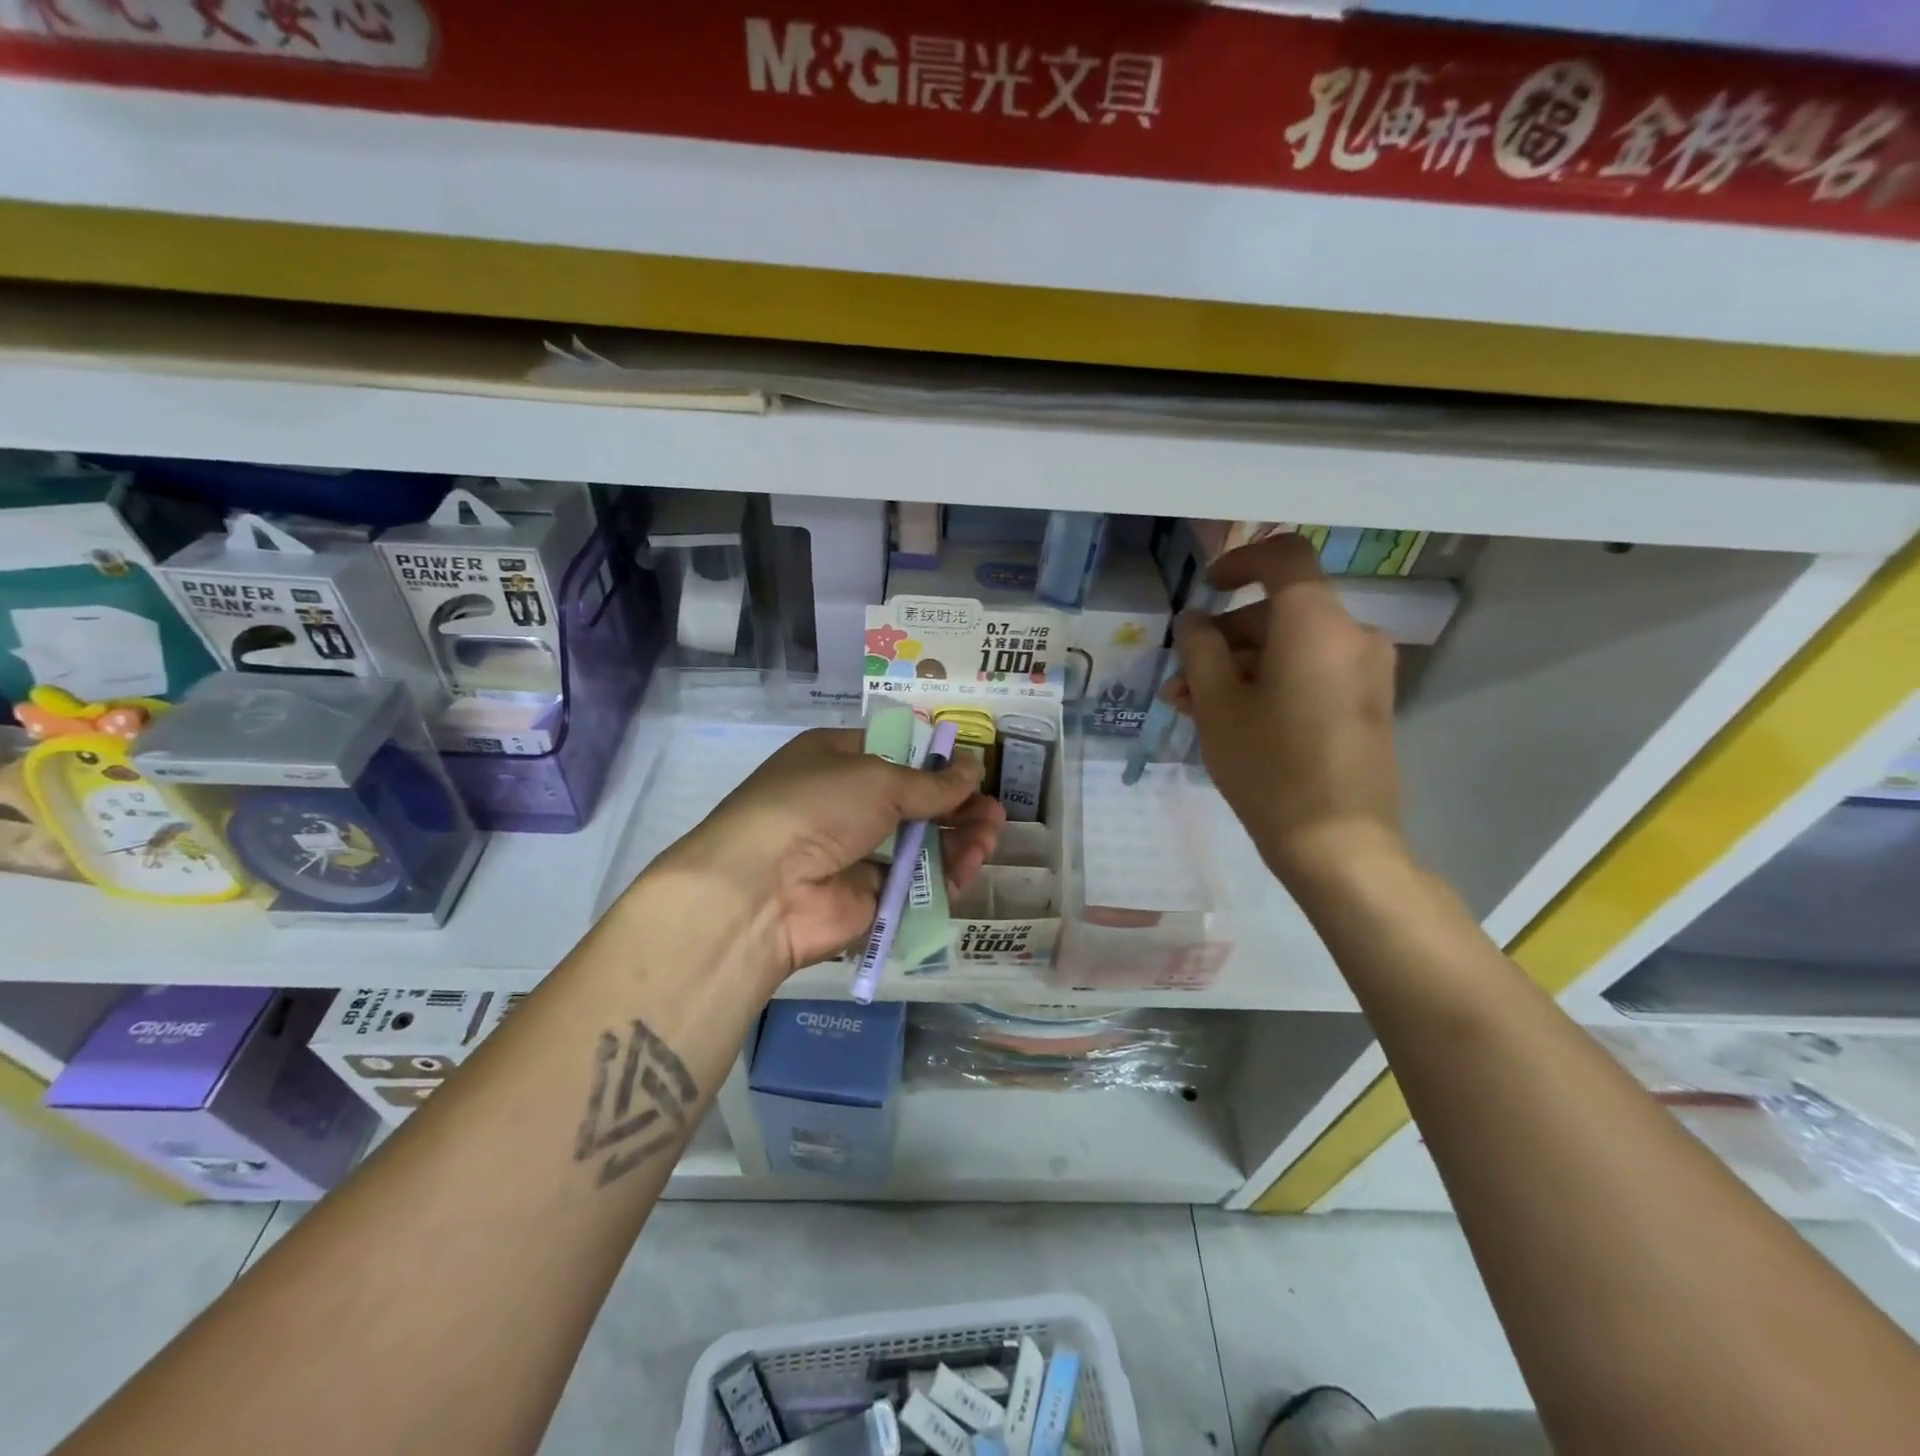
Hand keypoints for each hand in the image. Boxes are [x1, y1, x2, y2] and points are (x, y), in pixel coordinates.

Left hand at [659, 727, 1004, 977]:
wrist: (761, 889)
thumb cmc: (816, 806)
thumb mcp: (878, 779)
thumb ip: (931, 782)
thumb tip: (973, 767)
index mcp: (837, 759)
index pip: (895, 752)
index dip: (934, 761)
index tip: (971, 770)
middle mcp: (846, 802)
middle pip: (914, 801)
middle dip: (957, 805)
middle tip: (993, 813)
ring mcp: (856, 852)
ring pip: (919, 843)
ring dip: (958, 838)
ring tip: (988, 837)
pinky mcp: (868, 896)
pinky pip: (915, 882)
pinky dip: (944, 874)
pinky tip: (969, 866)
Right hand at [1162, 534, 1404, 881]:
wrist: (1339, 845)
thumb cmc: (1270, 769)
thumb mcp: (1218, 706)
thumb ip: (1200, 650)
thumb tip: (1193, 619)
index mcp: (1316, 625)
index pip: (1284, 557)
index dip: (1240, 562)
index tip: (1206, 587)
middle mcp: (1352, 636)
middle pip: (1280, 611)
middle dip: (1224, 638)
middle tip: (1181, 679)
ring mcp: (1366, 671)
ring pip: (1291, 646)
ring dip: (1240, 667)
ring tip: (1193, 707)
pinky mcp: (1368, 702)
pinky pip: (1312, 672)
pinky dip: (1271, 682)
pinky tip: (1232, 719)